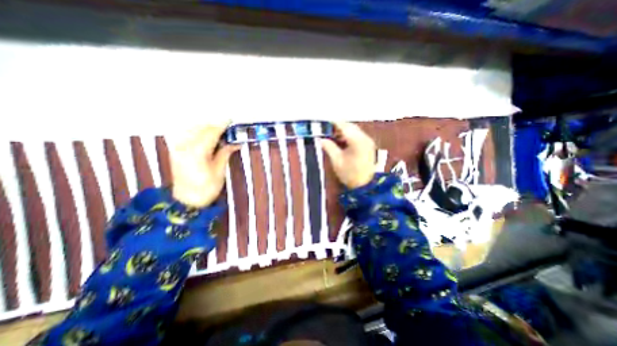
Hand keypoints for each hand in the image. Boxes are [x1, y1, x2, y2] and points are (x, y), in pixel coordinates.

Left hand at [170, 122, 239, 208]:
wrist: (186, 201)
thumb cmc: (206, 188)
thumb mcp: (219, 171)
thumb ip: (225, 153)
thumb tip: (235, 143)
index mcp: (197, 152)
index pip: (211, 133)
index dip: (221, 126)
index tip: (230, 120)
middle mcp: (184, 146)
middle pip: (201, 129)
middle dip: (215, 126)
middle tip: (228, 128)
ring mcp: (178, 147)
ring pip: (192, 129)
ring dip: (206, 127)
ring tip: (218, 132)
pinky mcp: (175, 150)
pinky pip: (187, 134)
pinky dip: (197, 131)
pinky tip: (205, 135)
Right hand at [323, 122, 375, 188]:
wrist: (365, 186)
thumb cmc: (350, 174)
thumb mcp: (337, 161)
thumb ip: (329, 147)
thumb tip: (321, 139)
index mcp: (357, 141)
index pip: (344, 126)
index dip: (333, 123)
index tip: (323, 122)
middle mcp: (365, 138)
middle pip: (350, 126)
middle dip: (338, 126)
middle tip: (326, 130)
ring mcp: (368, 141)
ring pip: (354, 130)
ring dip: (343, 131)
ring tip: (332, 136)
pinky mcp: (368, 146)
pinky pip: (357, 136)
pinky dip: (348, 136)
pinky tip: (341, 141)